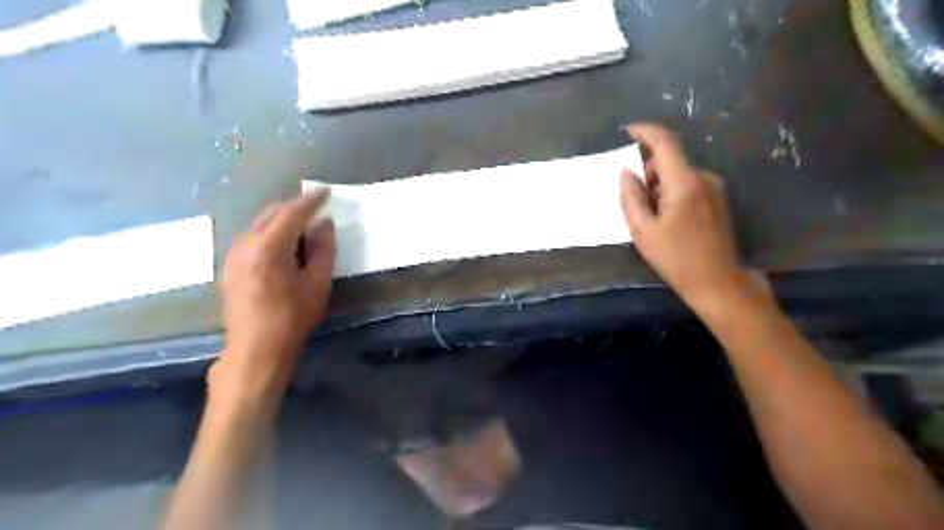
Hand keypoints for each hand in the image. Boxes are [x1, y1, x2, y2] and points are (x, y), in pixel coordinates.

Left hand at [214, 191, 334, 400]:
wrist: (255, 350)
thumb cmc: (293, 319)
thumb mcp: (317, 284)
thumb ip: (322, 249)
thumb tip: (324, 224)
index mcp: (268, 249)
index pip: (291, 214)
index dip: (310, 201)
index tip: (326, 192)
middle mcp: (244, 245)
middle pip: (270, 213)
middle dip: (294, 207)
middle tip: (316, 206)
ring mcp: (233, 256)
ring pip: (258, 224)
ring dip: (281, 219)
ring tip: (302, 223)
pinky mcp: (230, 267)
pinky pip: (251, 237)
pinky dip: (269, 232)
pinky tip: (282, 242)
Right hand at [622, 122, 752, 308]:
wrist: (717, 281)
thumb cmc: (676, 258)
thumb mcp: (643, 231)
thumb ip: (631, 197)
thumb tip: (626, 171)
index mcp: (684, 183)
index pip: (665, 143)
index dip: (645, 132)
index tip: (627, 131)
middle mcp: (703, 178)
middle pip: (670, 159)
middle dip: (647, 170)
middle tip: (634, 199)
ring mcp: (714, 188)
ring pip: (678, 173)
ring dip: (659, 184)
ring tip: (651, 217)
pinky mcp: (717, 199)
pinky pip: (688, 184)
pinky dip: (672, 192)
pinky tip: (667, 219)